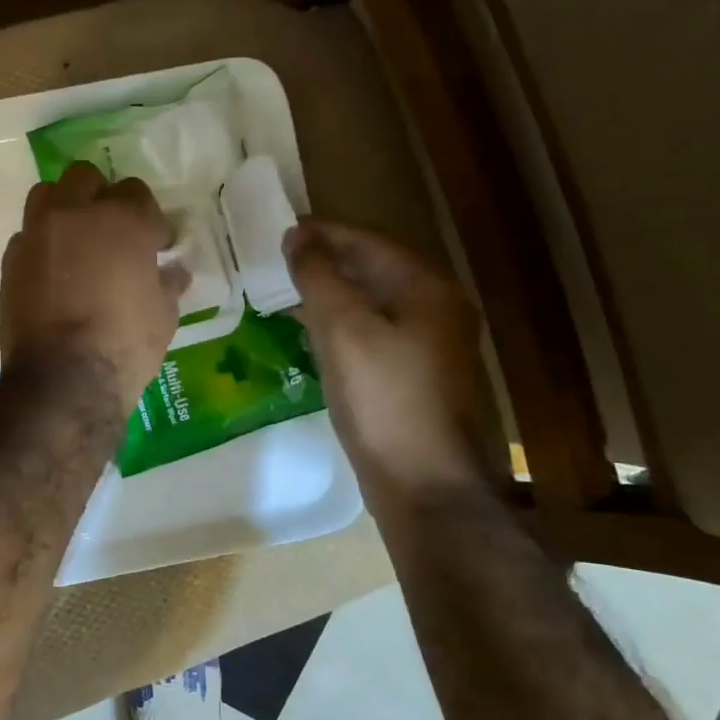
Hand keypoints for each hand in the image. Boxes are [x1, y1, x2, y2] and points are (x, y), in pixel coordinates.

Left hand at [0, 162, 186, 409]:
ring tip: (78, 240)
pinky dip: (43, 244)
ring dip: (65, 208)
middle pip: (85, 178)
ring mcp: (37, 234)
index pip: (136, 193)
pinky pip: (27, 235)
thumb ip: (167, 283)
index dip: (149, 219)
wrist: (62, 381)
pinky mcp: (11, 261)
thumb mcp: (163, 316)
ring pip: (47, 195)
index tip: (157, 243)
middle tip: (113, 231)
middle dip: (102, 197)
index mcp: (122, 221)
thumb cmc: (125, 346)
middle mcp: (75, 214)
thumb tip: (172, 271)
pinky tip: (54, 273)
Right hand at [284, 219, 492, 503]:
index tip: (281, 232)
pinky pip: (377, 334)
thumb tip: (298, 236)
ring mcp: (433, 347)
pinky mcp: (419, 378)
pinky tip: (315, 336)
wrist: (425, 487)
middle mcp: (439, 309)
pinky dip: (344, 325)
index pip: (370, 240)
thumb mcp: (343, 330)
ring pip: (375, 303)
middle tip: (280, 261)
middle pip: (376, 268)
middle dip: (329, 261)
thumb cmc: (383, 401)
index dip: (324, 232)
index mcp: (427, 288)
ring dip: (334, 293)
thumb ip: (319, 277)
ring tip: (289, 294)